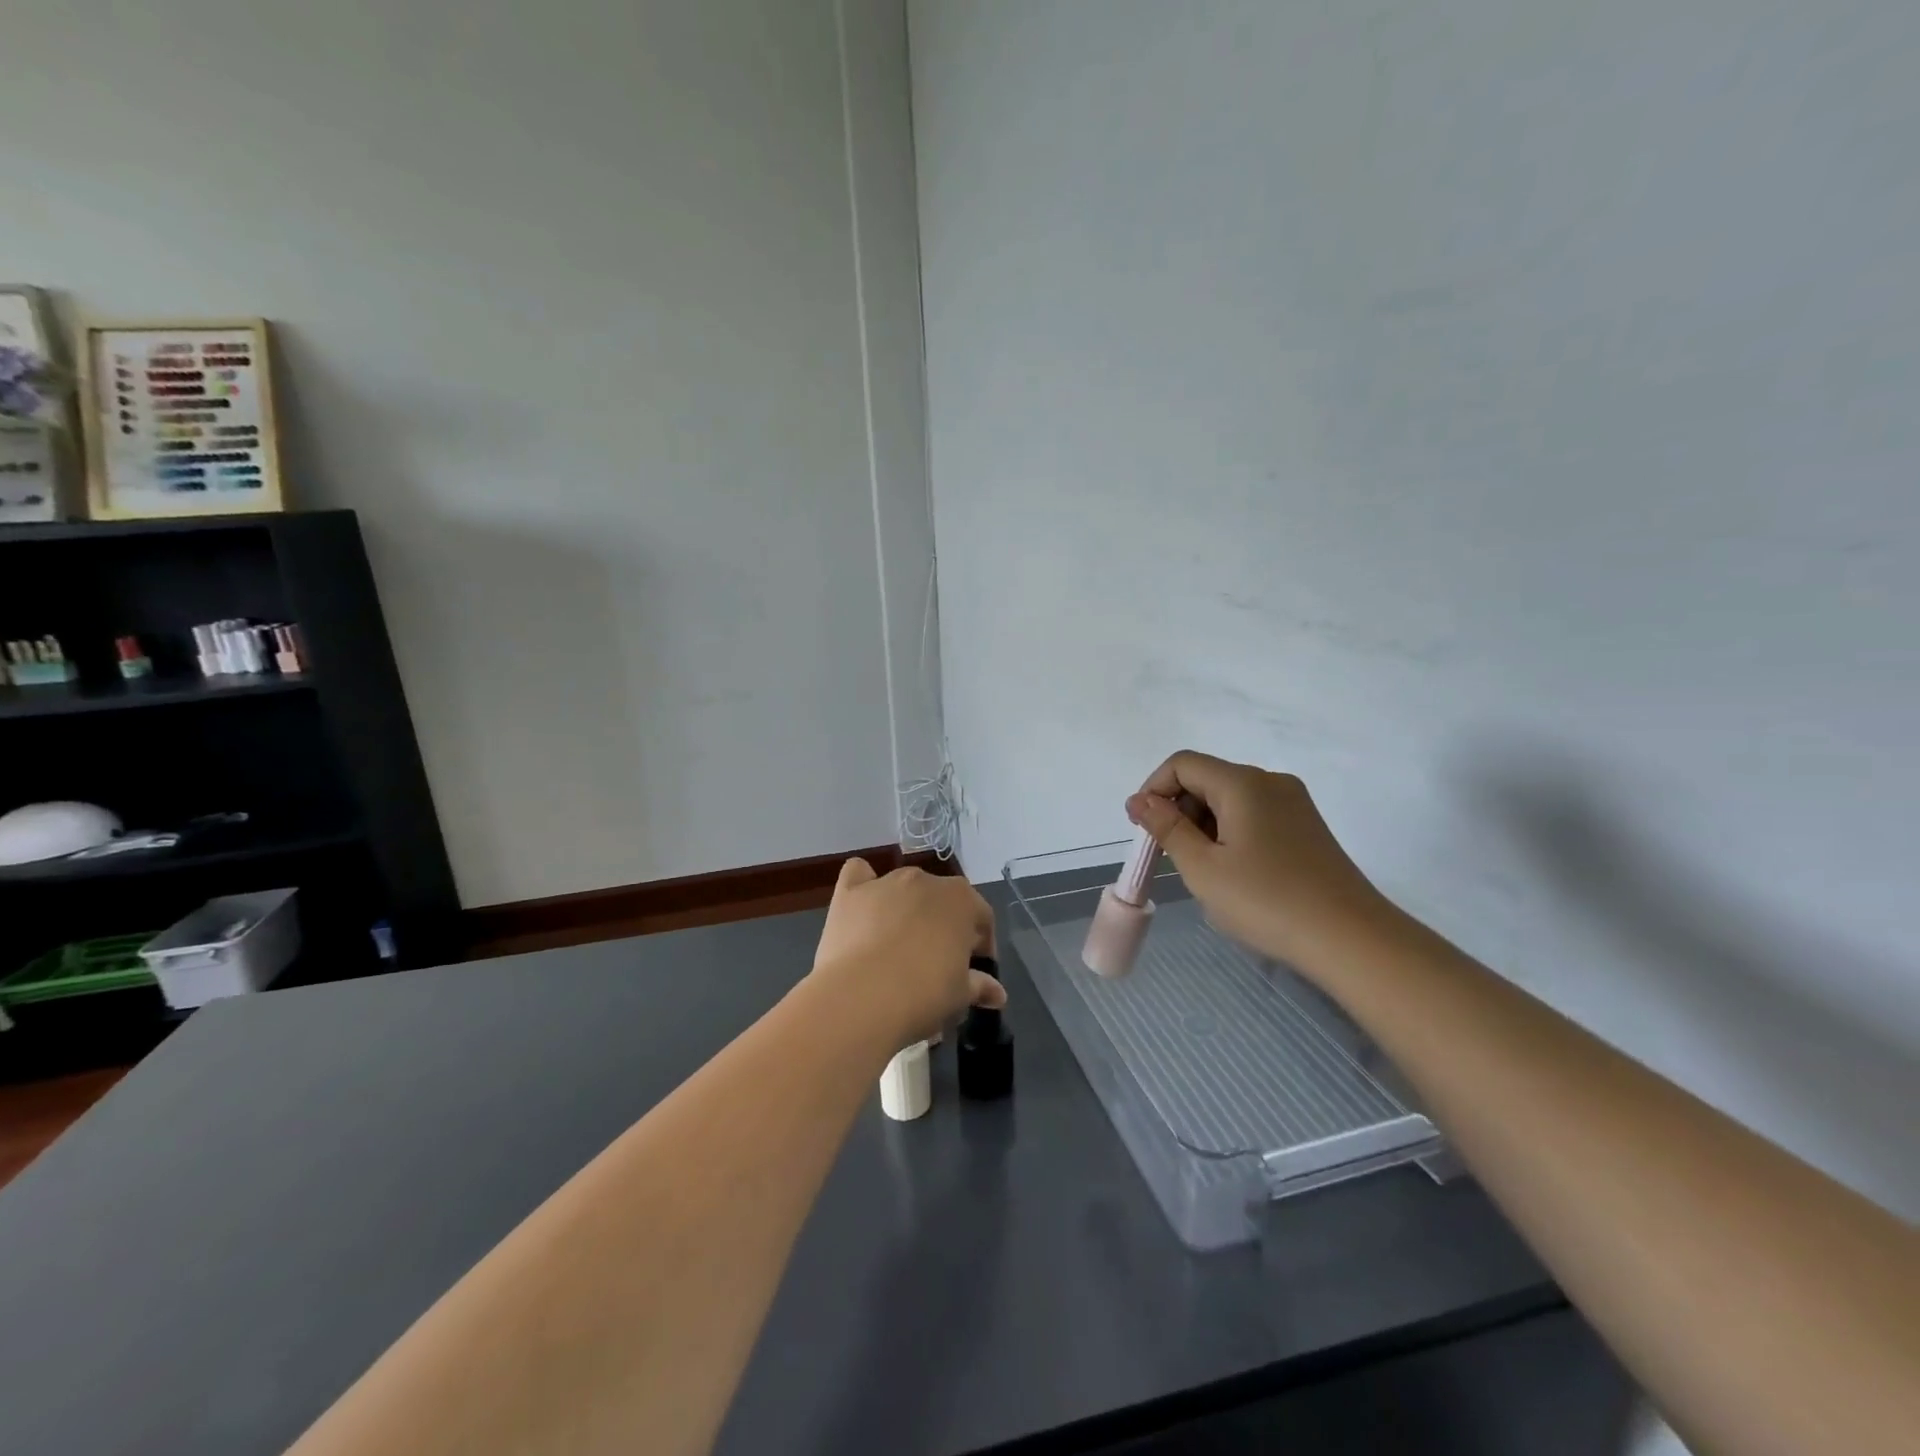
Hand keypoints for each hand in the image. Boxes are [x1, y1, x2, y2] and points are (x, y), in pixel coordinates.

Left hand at [808, 859, 1004, 1048]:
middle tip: (938, 964)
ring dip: (907, 910)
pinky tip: (863, 907)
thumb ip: (980, 986)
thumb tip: (997, 993)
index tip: (976, 970)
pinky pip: (860, 875)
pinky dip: (864, 885)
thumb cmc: (923, 994)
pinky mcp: (850, 891)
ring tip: (898, 949)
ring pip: (904, 889)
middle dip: (944, 927)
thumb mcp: (961, 996)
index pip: (981, 917)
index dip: (982, 945)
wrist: (861, 998)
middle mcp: (926, 881)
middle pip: (942, 901)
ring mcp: (886, 882)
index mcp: (961, 900)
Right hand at [1126, 751, 1388, 968]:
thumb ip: (1167, 828)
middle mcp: (1270, 782)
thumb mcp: (1203, 868)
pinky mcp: (1307, 828)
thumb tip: (1140, 800)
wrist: (1352, 940)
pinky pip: (1254, 816)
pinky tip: (1235, 875)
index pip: (1182, 765)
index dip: (1153, 790)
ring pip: (1230, 800)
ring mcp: (1294, 804)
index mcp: (1243, 783)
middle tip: (1170, 858)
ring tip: (1204, 873)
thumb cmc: (1267, 902)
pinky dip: (1230, 834)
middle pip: (1207, 779)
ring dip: (1203, 826)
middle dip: (1178, 811)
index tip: (1142, 830)